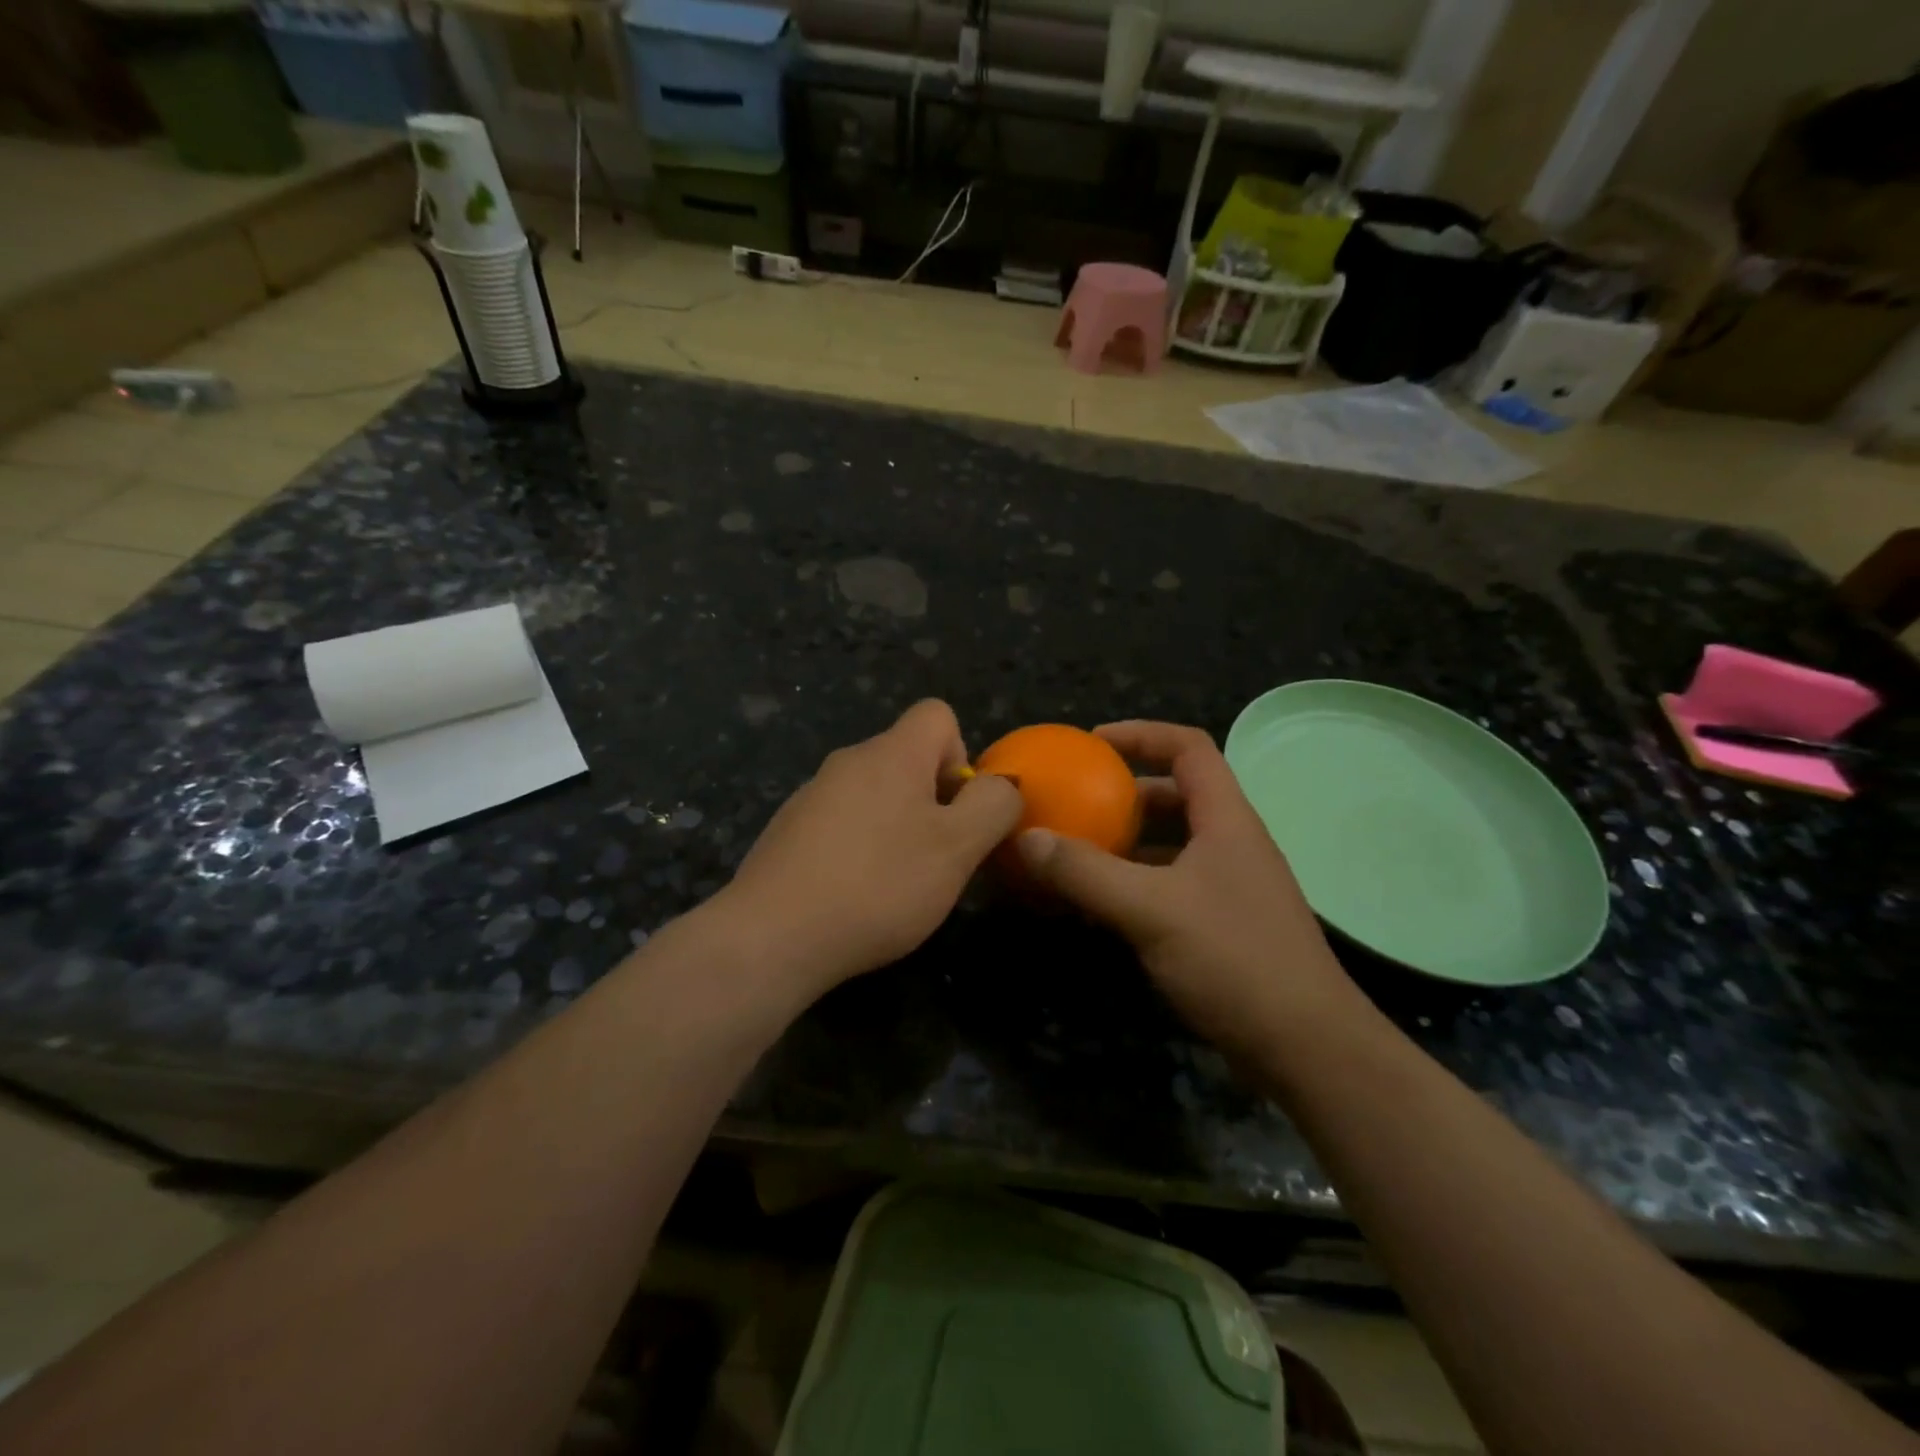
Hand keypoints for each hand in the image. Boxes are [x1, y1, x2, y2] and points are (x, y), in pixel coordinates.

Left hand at [718, 699, 1022, 1000]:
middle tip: (936, 858)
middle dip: (933, 801)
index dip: (961, 754)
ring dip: (896, 827)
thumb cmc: (879, 884)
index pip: (936, 714)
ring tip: (895, 884)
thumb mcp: (958, 848)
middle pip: (907, 758)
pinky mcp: (788, 830)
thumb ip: (993, 806)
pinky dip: (859, 849)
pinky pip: (841, 824)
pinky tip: (854, 895)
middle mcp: (848, 761)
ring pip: (874, 794)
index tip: (957, 809)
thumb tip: (1000, 785)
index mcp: (891, 753)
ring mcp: (812, 795)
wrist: (773, 935)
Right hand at [1014, 721, 1361, 1058]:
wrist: (1307, 1048)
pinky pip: (1172, 882)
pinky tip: (1105, 905)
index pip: (1188, 747)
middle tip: (1077, 801)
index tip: (1091, 743)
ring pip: (1174, 842)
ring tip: (1079, 850)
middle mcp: (1232, 842)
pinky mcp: (1225, 923)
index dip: (1141, 734)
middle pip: (1178, 793)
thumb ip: (1086, 872)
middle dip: (1126, 791)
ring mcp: (1232, 885)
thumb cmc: (1235, 960)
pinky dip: (1136, 880)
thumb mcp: (1150, 910)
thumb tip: (1026, 838)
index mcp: (1226, 819)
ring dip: (1129, 840)